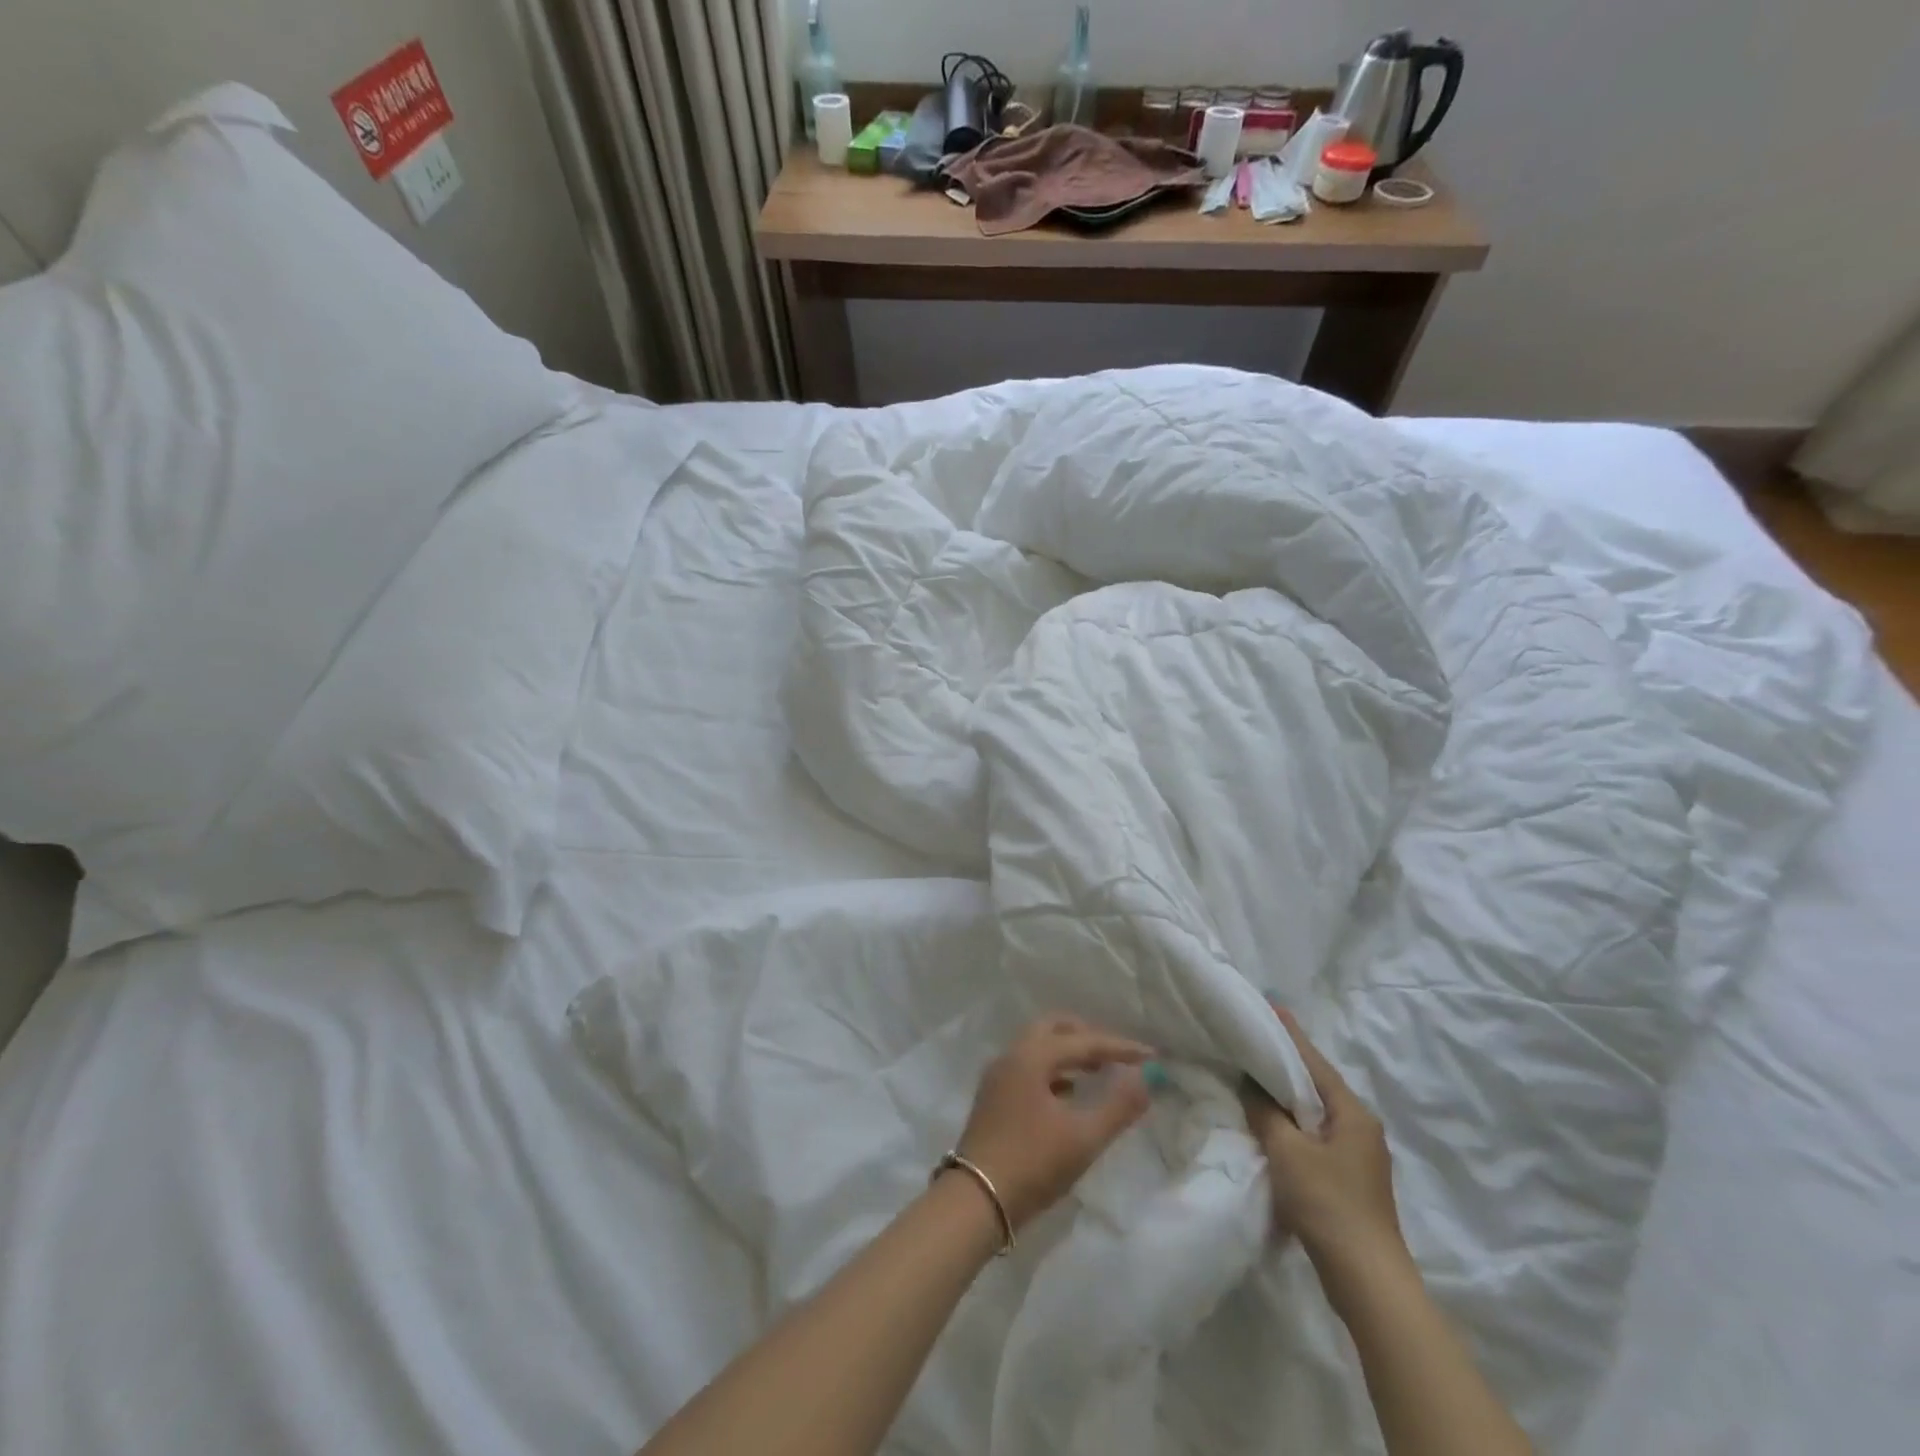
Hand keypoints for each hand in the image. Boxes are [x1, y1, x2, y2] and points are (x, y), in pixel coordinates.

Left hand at [953, 1015, 1153, 1230]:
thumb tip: (1145, 1079)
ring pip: (1038, 1048)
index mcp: (1032, 1056)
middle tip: (1115, 1055)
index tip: (1151, 1055)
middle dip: (1087, 1037)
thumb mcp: (1083, 1138)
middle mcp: (1012, 1056)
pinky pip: (1029, 1068)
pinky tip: (1069, 1095)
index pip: (1083, 1041)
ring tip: (1097, 1072)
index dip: (1119, 1047)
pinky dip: (1053, 1071)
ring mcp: (998, 1076)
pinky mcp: (994, 1097)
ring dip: (1068, 1053)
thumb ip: (1118, 1107)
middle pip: (1053, 1029)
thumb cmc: (1033, 1163)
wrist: (976, 1201)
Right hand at [1240, 1005, 1405, 1282]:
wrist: (1368, 1281)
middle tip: (1250, 1041)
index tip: (1270, 1006)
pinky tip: (1267, 1125)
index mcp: (1352, 1112)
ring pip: (1313, 1113)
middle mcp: (1360, 1127)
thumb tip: (1250, 1083)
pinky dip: (1290, 1125)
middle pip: (1315, 1084)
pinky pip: (1313, 1137)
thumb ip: (1265, 1111)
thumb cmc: (1328, 1204)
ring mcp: (1357, 1156)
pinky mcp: (1347, 1180)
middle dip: (1283, 1064)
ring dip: (1284, 1097)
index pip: (1313, 1061)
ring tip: (1250, 1077)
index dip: (1289, 1035)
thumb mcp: (1287, 1151)